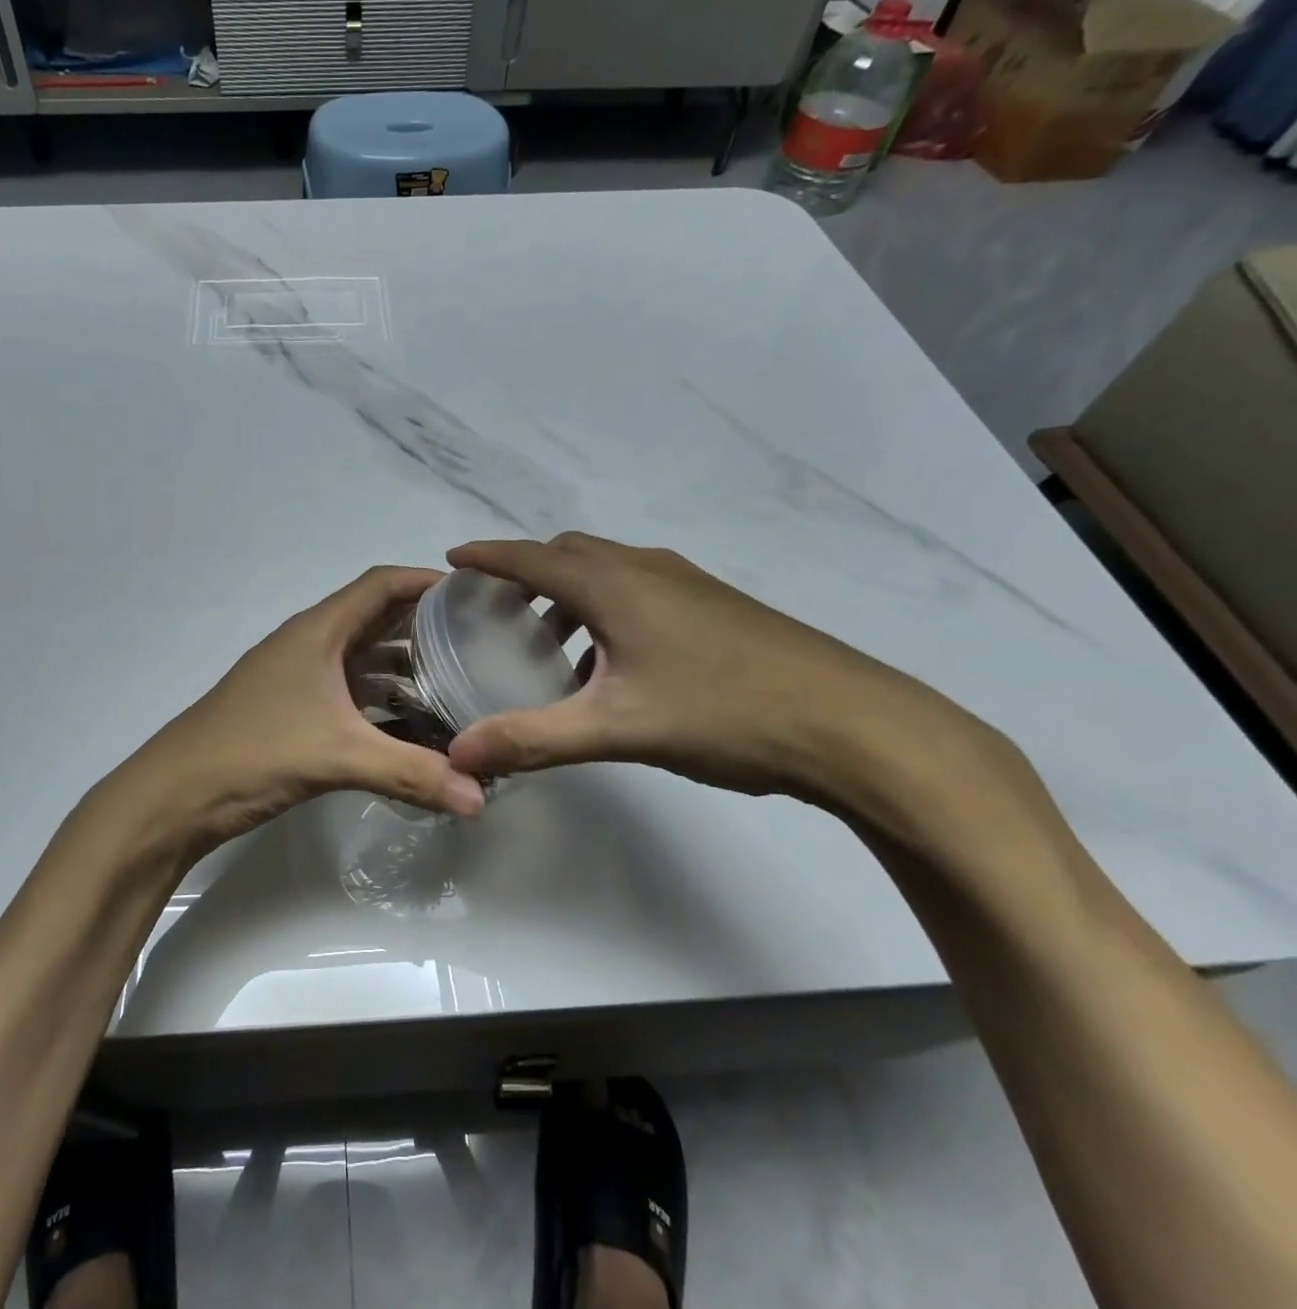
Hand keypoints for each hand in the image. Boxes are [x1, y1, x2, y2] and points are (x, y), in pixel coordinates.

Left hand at [118, 566, 486, 859]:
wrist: (175, 795)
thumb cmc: (253, 753)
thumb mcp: (338, 757)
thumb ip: (412, 773)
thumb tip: (480, 799)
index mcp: (317, 631)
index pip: (379, 584)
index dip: (424, 581)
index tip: (472, 594)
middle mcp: (308, 644)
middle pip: (374, 618)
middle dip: (422, 626)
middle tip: (476, 641)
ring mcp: (297, 677)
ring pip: (360, 658)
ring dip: (401, 665)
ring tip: (453, 682)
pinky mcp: (291, 709)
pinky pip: (346, 691)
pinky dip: (379, 699)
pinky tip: (409, 723)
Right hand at [443, 534, 996, 820]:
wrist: (856, 726)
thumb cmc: (724, 714)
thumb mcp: (617, 728)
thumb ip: (533, 738)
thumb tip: (459, 754)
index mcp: (616, 585)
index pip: (532, 556)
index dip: (487, 556)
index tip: (452, 559)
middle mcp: (649, 569)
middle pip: (570, 554)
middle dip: (527, 573)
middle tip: (497, 611)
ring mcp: (690, 584)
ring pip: (609, 571)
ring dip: (570, 594)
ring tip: (550, 644)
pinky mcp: (719, 607)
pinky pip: (641, 590)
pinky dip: (607, 609)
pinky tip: (615, 664)